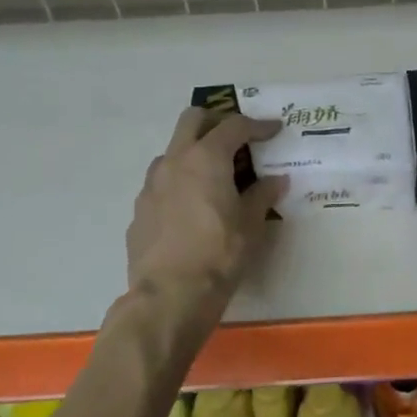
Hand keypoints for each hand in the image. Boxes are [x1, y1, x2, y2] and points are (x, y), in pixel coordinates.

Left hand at [125, 108, 287, 328]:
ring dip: (193, 152)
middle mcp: (175, 161)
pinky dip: (179, 182)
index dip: (257, 125)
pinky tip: (192, 208)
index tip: (273, 129)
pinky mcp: (139, 209)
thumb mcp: (251, 224)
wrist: (169, 296)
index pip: (234, 126)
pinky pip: (161, 182)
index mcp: (206, 158)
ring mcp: (151, 184)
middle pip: (193, 119)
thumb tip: (276, 180)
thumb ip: (263, 195)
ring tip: (213, 176)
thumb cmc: (219, 254)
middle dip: (217, 121)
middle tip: (237, 138)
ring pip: (172, 150)